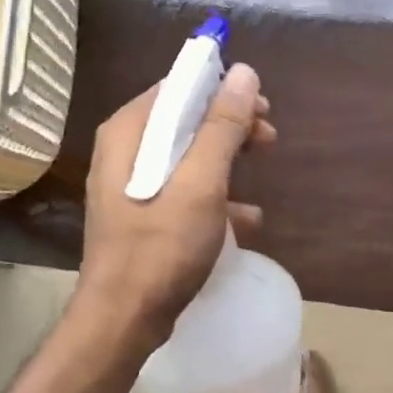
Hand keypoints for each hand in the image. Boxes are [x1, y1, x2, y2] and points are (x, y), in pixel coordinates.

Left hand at [76, 62, 276, 343]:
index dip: (222, 90)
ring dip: (227, 160)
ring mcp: (132, 184)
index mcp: (129, 132)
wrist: (124, 320)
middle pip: (185, 119)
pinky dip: (215, 195)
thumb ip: (222, 127)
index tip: (261, 107)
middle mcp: (125, 150)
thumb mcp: (200, 184)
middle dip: (230, 126)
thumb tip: (244, 73)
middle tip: (268, 138)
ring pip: (187, 154)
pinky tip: (245, 219)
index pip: (179, 87)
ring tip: (259, 176)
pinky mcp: (143, 214)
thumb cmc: (161, 247)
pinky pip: (184, 188)